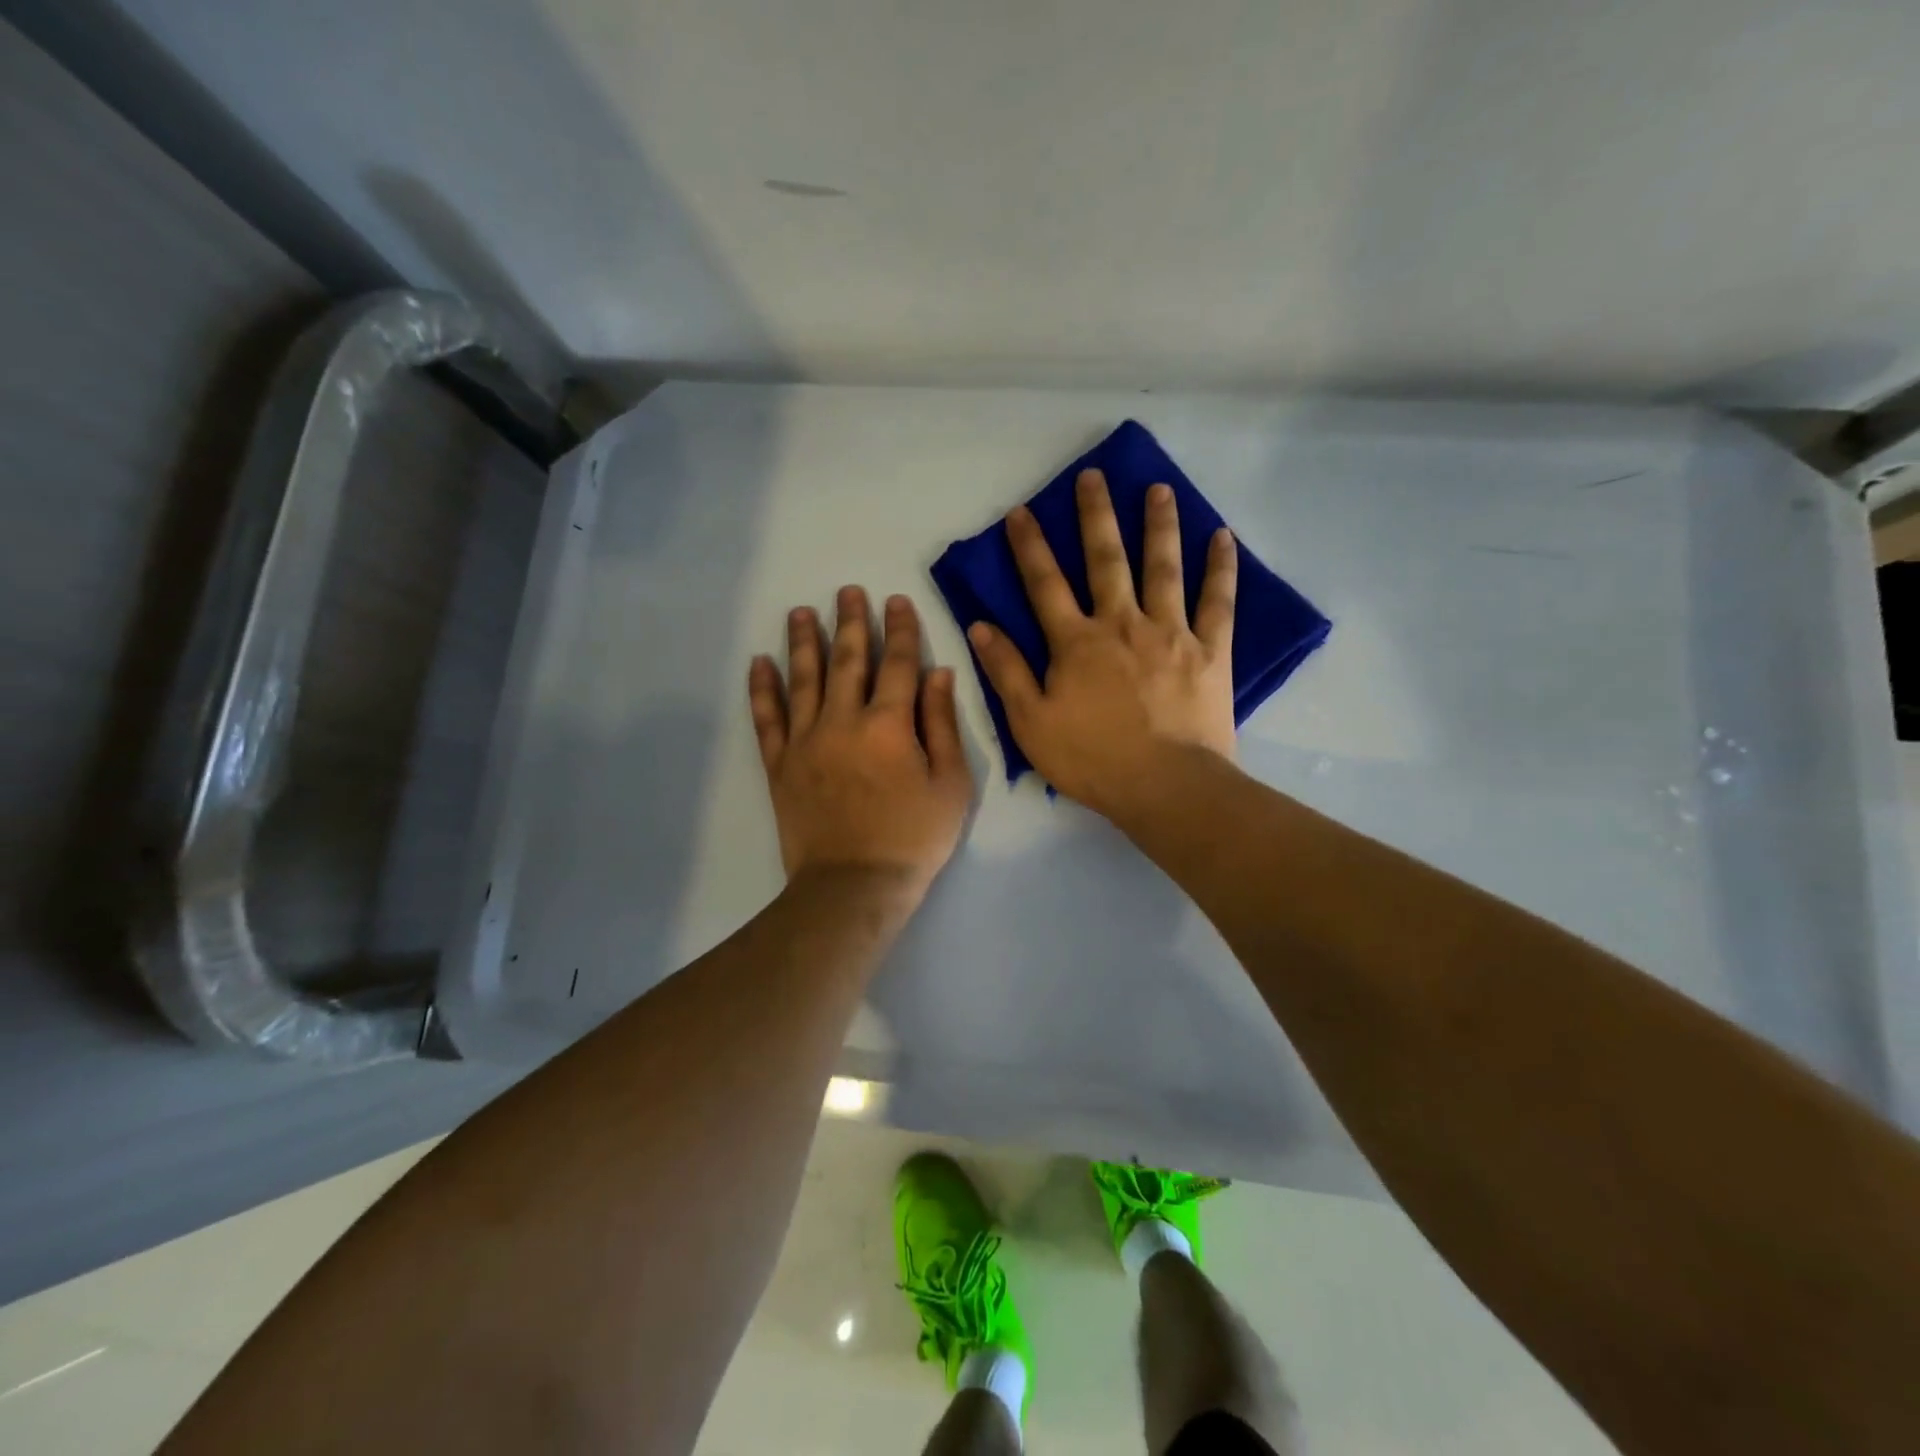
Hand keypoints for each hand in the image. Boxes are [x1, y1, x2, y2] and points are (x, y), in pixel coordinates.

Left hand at [749, 587, 972, 897]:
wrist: (854, 886)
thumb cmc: (913, 839)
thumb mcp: (950, 784)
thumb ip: (942, 725)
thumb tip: (938, 673)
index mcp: (890, 724)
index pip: (897, 663)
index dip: (900, 629)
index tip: (896, 600)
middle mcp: (844, 721)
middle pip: (847, 661)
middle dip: (851, 622)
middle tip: (848, 591)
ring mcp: (806, 741)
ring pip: (803, 679)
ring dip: (803, 642)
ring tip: (801, 611)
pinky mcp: (780, 764)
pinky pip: (767, 718)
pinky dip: (762, 689)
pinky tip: (760, 663)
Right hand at [967, 470, 1236, 816]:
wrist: (1165, 787)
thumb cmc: (1092, 760)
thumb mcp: (1031, 722)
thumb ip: (1006, 671)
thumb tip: (978, 626)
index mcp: (1076, 642)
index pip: (1044, 583)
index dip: (1029, 546)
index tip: (1021, 511)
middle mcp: (1122, 623)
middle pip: (1105, 560)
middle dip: (1095, 516)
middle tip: (1093, 476)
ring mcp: (1171, 632)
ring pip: (1163, 567)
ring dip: (1159, 525)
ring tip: (1158, 489)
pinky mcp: (1210, 650)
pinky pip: (1218, 601)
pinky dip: (1220, 568)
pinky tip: (1222, 538)